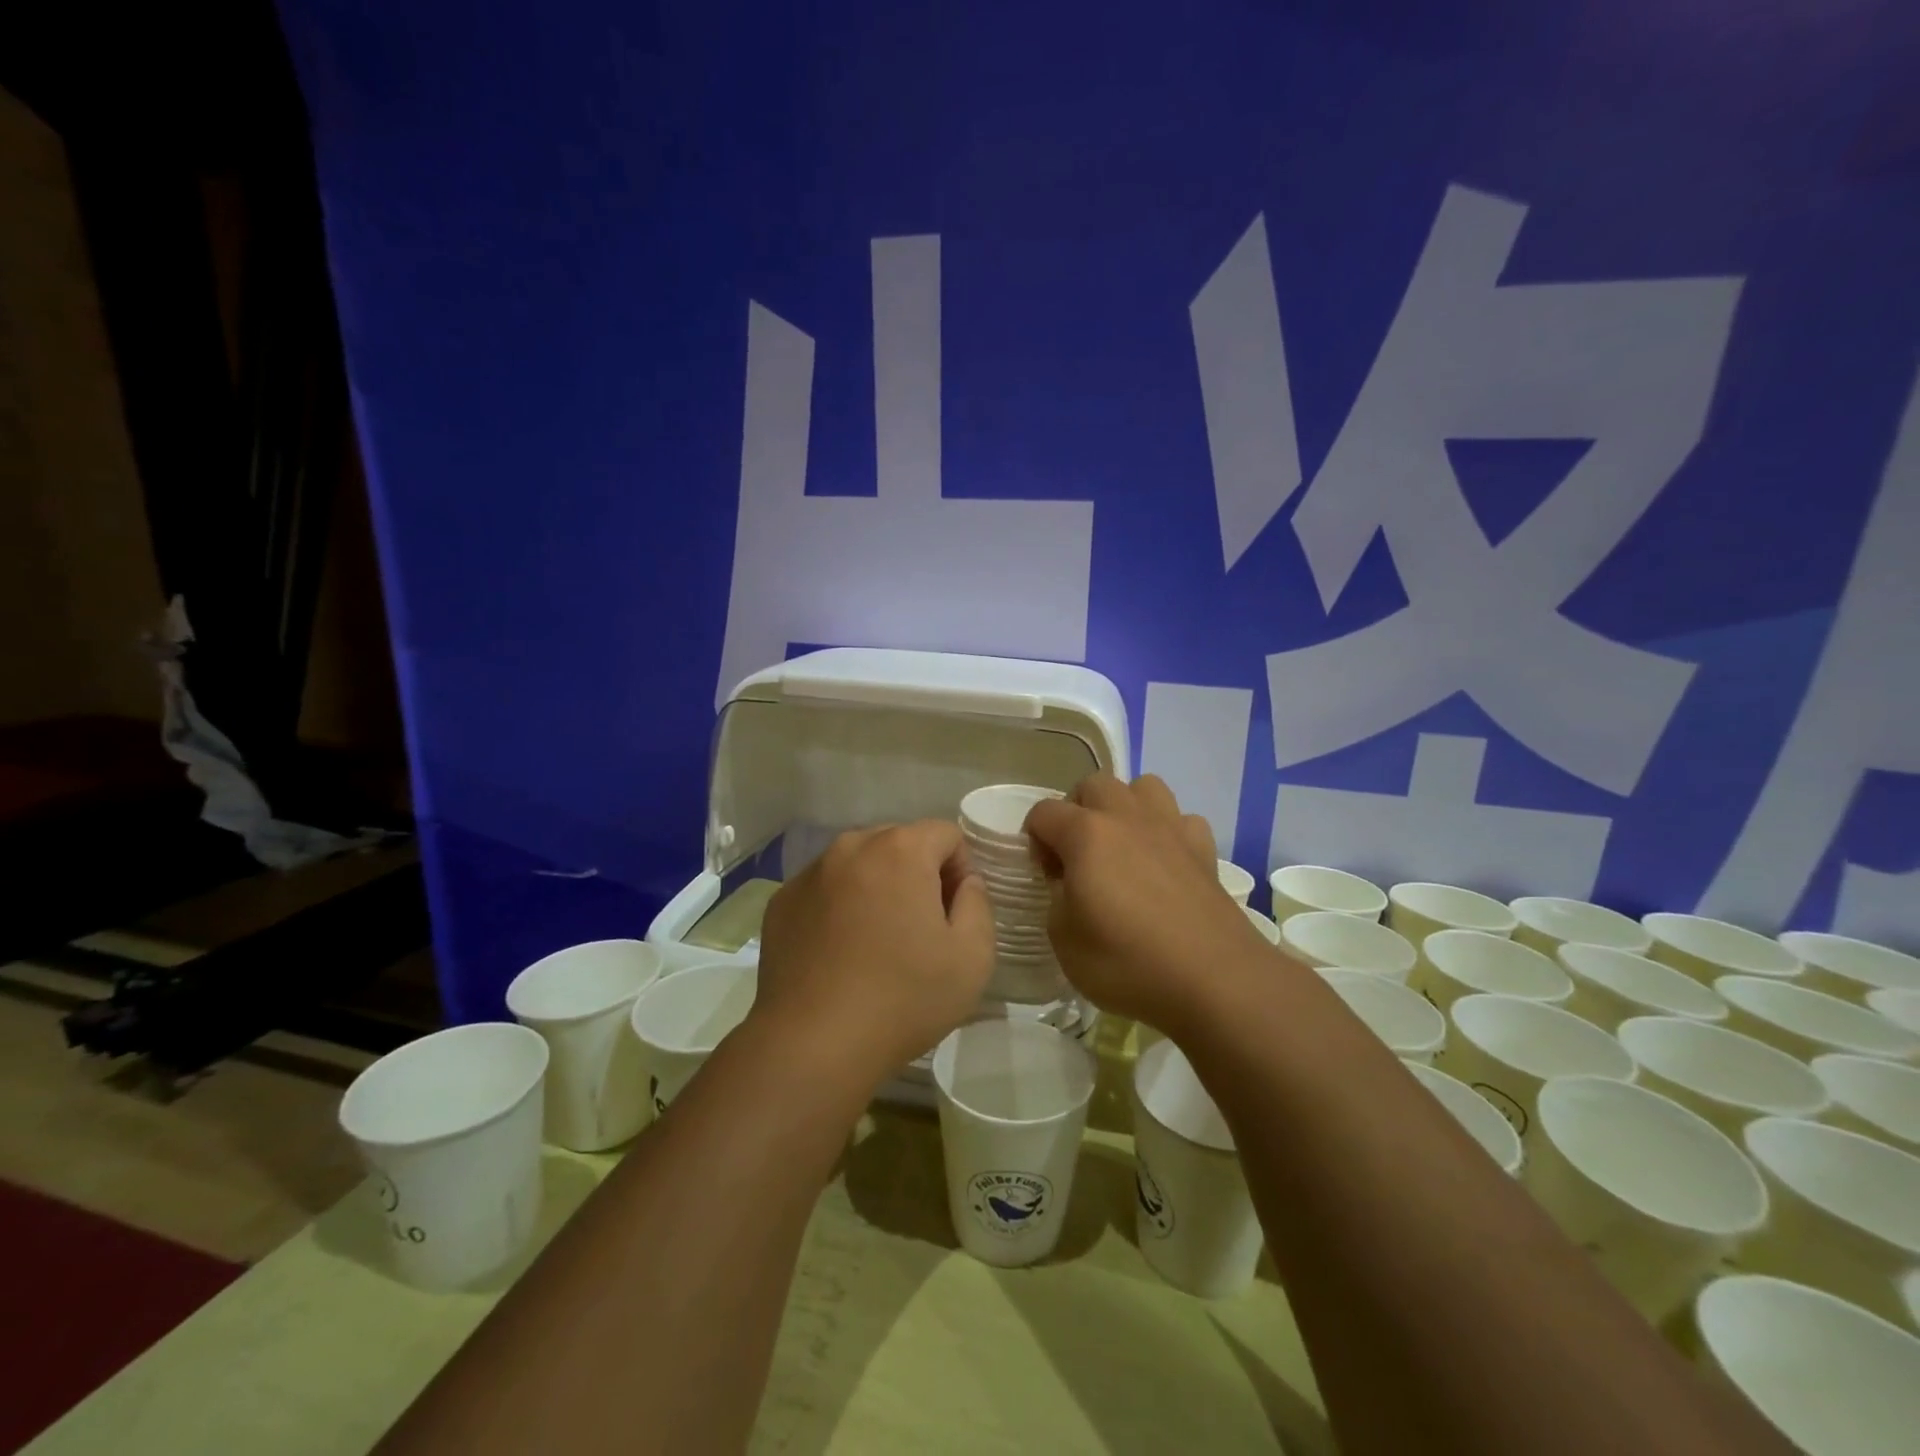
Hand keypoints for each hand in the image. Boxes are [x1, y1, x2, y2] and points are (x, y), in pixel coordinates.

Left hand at [753, 821, 994, 1087]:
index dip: (961, 871)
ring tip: (877, 942)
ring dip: (877, 888)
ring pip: (860, 864)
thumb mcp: (972, 957)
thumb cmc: (903, 998)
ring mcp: (810, 873)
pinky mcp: (781, 901)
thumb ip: (978, 903)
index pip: (946, 834)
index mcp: (901, 849)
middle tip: (919, 929)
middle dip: (918, 874)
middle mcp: (851, 847)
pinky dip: (840, 906)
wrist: (812, 1045)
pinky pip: (825, 888)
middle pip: (900, 843)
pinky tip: (840, 953)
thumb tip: (964, 882)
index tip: (954, 916)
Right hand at [1025, 773, 1268, 1033]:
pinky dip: (1168, 832)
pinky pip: (1181, 820)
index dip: (1034, 839)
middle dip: (1077, 811)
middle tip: (1077, 855)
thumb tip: (1068, 883)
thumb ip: (1057, 899)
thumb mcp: (1064, 941)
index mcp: (1086, 833)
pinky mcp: (1204, 849)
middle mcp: (1127, 817)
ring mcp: (1171, 828)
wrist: (1214, 981)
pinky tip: (1165, 863)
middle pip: (1093, 785)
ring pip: (1143, 787)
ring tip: (1122, 846)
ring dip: (1125, 807)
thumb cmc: (1127, 962)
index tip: (1045, 875)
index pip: (1044, 812)